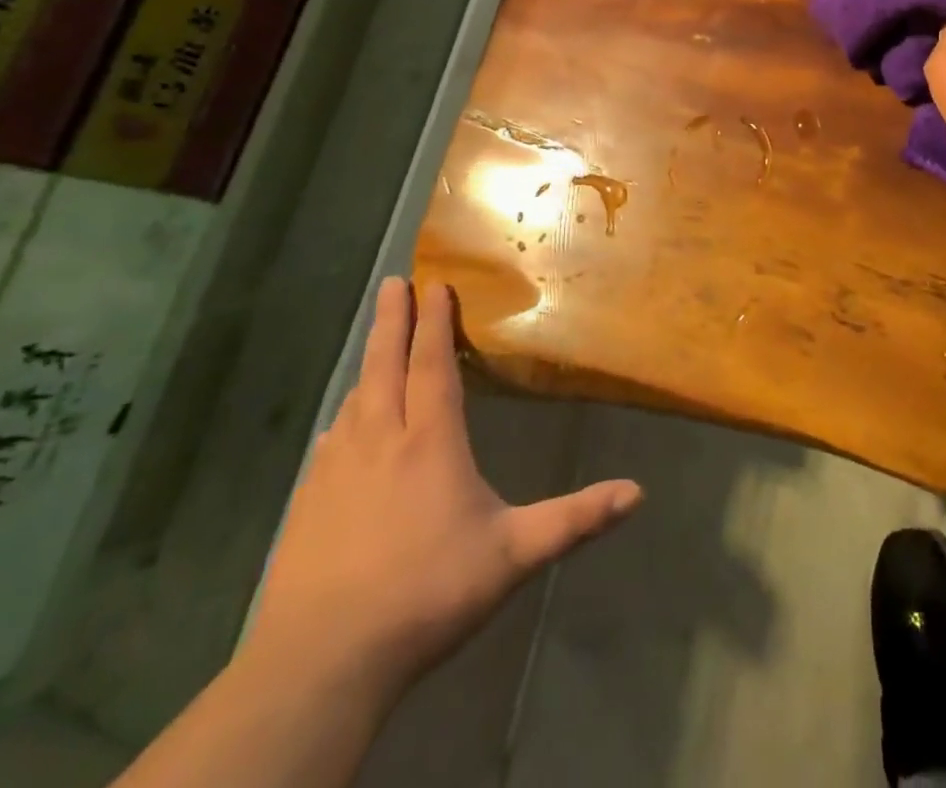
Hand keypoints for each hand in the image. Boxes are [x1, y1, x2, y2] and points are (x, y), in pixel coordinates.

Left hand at [247, 279, 640, 699]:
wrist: (322, 662)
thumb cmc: (427, 593)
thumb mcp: (513, 555)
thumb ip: (575, 519)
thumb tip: (637, 493)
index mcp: (430, 440)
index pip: (433, 364)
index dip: (434, 321)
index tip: (434, 283)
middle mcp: (380, 439)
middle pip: (385, 364)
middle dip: (392, 319)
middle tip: (393, 282)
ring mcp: (336, 469)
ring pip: (356, 397)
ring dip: (369, 362)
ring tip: (377, 344)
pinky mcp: (307, 502)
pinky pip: (332, 437)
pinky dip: (346, 413)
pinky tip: (344, 423)